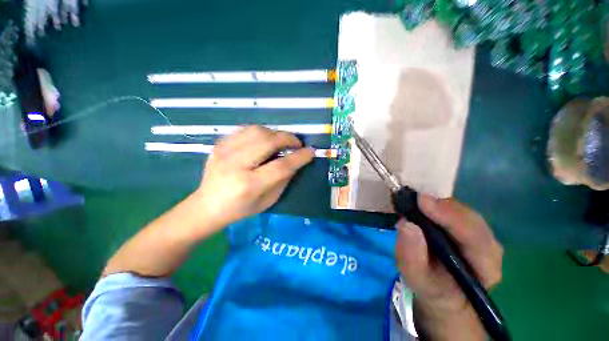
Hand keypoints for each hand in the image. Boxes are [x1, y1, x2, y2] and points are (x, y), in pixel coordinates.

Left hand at [193, 126, 314, 232]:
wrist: (207, 206)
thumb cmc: (241, 209)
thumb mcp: (268, 200)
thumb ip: (284, 179)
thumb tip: (297, 160)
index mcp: (249, 185)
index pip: (280, 166)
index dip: (299, 157)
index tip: (311, 151)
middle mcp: (235, 164)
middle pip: (267, 141)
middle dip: (288, 138)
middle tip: (297, 144)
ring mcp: (224, 151)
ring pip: (256, 130)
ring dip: (275, 133)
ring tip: (282, 141)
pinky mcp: (219, 145)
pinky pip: (245, 130)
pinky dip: (261, 132)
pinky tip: (265, 140)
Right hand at [395, 195, 502, 339]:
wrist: (443, 289)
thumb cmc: (431, 286)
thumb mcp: (417, 278)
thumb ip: (411, 256)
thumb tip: (406, 224)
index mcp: (486, 266)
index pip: (475, 237)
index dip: (449, 216)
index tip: (421, 201)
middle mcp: (489, 246)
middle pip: (470, 218)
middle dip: (441, 207)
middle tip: (413, 199)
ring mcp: (481, 234)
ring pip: (462, 211)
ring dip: (437, 204)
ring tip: (414, 202)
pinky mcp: (468, 226)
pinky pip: (454, 209)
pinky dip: (436, 205)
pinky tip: (421, 205)